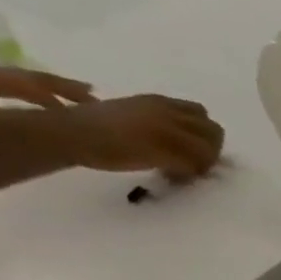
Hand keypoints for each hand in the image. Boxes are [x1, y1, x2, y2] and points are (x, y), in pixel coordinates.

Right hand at [55, 95, 225, 180]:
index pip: (201, 113)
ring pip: (208, 150)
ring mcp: (165, 131)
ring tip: (184, 173)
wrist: (67, 133)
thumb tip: (180, 140)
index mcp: (158, 102)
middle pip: (213, 131)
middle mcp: (167, 113)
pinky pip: (192, 166)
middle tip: (195, 165)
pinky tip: (173, 178)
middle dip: (210, 150)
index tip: (192, 148)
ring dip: (203, 164)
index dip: (203, 133)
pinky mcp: (162, 151)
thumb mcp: (131, 113)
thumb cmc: (91, 126)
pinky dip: (188, 175)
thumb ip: (158, 120)